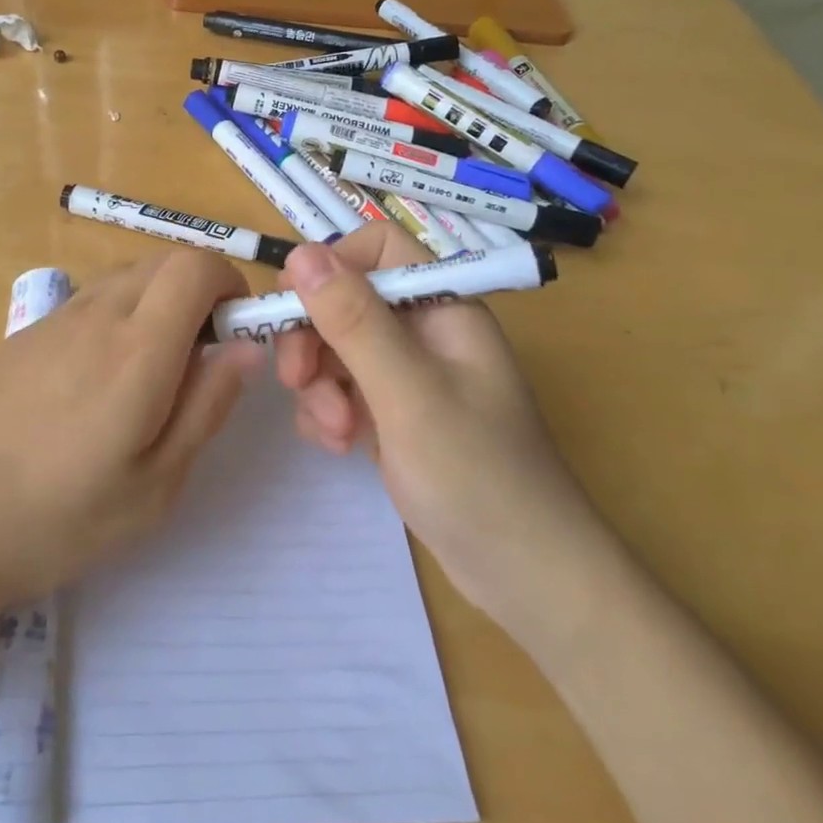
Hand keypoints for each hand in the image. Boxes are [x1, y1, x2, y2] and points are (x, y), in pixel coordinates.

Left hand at [0, 250, 262, 626]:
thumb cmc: (59, 518)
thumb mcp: (155, 484)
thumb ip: (207, 405)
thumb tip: (245, 347)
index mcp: (138, 346)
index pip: (196, 264)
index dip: (228, 282)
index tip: (233, 331)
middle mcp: (96, 313)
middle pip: (163, 260)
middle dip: (198, 290)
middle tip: (198, 359)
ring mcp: (53, 320)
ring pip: (126, 278)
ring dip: (156, 304)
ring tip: (147, 378)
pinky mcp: (23, 335)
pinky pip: (88, 302)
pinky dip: (116, 318)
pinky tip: (93, 387)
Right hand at [273, 223, 600, 625]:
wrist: (525, 576)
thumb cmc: (476, 475)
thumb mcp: (408, 391)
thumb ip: (353, 319)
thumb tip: (300, 254)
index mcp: (443, 305)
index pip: (376, 247)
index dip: (331, 268)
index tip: (296, 311)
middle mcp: (425, 329)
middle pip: (346, 299)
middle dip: (315, 338)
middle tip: (297, 382)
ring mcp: (409, 372)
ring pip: (336, 346)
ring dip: (320, 384)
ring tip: (336, 432)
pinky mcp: (395, 411)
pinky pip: (342, 387)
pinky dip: (329, 410)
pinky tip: (339, 445)